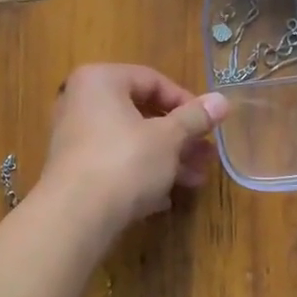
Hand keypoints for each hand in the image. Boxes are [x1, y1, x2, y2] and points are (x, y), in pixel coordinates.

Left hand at [41, 65, 230, 230]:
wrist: (75, 216)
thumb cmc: (125, 162)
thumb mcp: (169, 138)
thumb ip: (195, 117)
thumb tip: (222, 100)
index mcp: (100, 81)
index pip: (152, 80)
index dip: (186, 102)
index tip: (208, 125)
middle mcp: (81, 103)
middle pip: (142, 114)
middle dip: (179, 137)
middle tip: (206, 156)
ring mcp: (74, 138)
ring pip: (131, 142)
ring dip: (167, 159)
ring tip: (195, 180)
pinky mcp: (74, 171)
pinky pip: (115, 164)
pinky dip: (141, 175)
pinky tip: (165, 198)